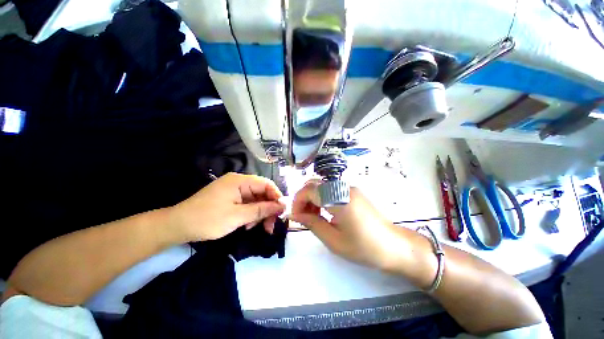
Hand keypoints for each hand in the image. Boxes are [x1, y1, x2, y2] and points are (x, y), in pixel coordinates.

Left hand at [168, 173, 284, 241]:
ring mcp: (234, 190)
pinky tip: (248, 225)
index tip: (282, 211)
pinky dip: (251, 214)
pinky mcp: (231, 198)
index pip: (266, 184)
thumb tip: (282, 205)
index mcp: (240, 181)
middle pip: (262, 193)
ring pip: (256, 200)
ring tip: (259, 228)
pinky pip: (247, 204)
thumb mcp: (237, 216)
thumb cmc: (207, 220)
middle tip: (271, 226)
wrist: (177, 226)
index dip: (276, 196)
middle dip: (268, 209)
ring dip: (260, 213)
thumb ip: (261, 210)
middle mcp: (239, 182)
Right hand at [289, 180, 406, 270]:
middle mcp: (343, 187)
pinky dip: (322, 197)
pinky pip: (331, 188)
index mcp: (339, 199)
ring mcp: (349, 187)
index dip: (297, 201)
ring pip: (322, 185)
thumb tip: (294, 214)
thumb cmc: (363, 247)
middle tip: (303, 216)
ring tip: (313, 216)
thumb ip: (311, 223)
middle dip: (304, 198)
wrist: (394, 245)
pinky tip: (325, 211)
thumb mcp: (333, 240)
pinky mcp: (352, 191)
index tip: (295, 216)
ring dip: (312, 197)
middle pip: (314, 184)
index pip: (309, 190)